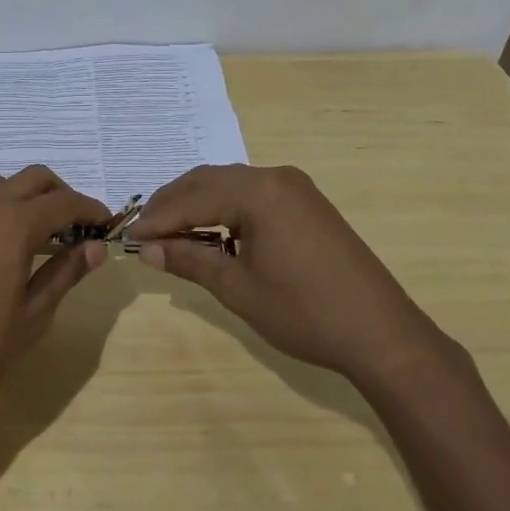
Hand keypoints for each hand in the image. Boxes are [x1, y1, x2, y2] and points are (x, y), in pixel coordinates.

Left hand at [0, 167, 108, 420]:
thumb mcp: (34, 314)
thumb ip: (66, 273)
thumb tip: (97, 247)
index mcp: (16, 224)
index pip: (65, 203)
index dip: (91, 210)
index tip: (108, 225)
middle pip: (33, 179)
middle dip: (61, 194)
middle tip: (77, 226)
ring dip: (20, 194)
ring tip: (34, 227)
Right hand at [128, 164, 449, 388]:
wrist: (381, 333)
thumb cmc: (304, 312)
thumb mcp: (238, 288)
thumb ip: (190, 260)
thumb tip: (146, 249)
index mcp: (259, 192)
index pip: (193, 197)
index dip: (158, 218)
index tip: (128, 237)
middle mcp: (276, 177)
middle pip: (209, 181)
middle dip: (174, 204)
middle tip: (144, 232)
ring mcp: (296, 188)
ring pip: (230, 185)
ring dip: (198, 204)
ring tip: (171, 234)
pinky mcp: (307, 204)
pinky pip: (253, 195)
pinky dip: (225, 209)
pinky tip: (212, 232)